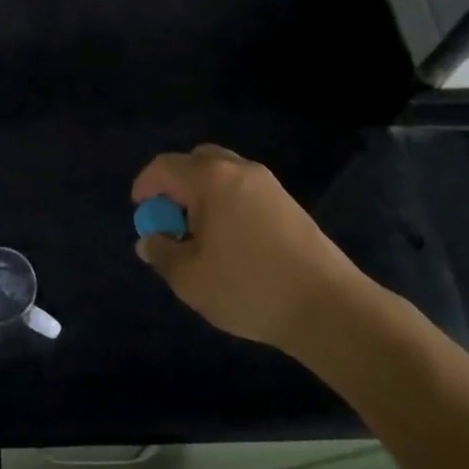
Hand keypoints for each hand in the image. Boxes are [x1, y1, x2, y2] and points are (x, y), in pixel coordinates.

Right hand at [132, 145, 362, 352]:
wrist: (327, 306)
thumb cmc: (248, 287)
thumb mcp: (190, 278)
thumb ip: (161, 253)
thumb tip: (149, 239)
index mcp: (210, 179)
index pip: (165, 167)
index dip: (145, 186)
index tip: (141, 212)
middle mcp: (239, 169)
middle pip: (196, 161)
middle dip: (176, 185)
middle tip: (170, 220)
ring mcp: (268, 184)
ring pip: (223, 174)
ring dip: (203, 194)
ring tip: (200, 235)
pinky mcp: (288, 202)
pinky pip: (244, 189)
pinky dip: (226, 203)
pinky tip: (230, 242)